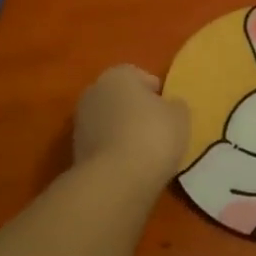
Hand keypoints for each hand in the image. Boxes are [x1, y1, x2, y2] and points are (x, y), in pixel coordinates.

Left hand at [73, 65, 189, 190]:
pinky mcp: (75, 151)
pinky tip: (130, 167)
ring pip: (109, 122)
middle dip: (136, 111)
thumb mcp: (180, 116)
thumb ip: (175, 105)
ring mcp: (80, 123)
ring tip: (146, 153)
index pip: (139, 76)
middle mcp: (93, 92)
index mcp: (117, 75)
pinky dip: (114, 152)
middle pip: (121, 98)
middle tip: (158, 130)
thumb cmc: (153, 136)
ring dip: (123, 132)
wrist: (116, 180)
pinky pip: (103, 145)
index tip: (168, 111)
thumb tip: (169, 106)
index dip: (156, 92)